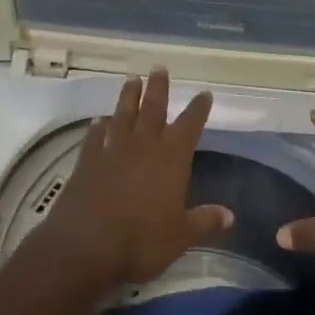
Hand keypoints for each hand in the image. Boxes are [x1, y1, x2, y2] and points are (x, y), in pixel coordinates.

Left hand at [36, 68, 234, 286]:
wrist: (84, 247)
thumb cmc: (140, 241)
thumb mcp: (180, 236)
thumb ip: (204, 221)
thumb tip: (230, 215)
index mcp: (171, 159)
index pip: (189, 126)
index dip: (198, 109)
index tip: (204, 94)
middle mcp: (142, 147)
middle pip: (153, 109)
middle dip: (158, 88)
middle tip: (159, 67)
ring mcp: (111, 151)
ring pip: (123, 115)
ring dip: (128, 97)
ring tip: (131, 79)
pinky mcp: (86, 162)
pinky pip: (94, 137)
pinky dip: (98, 127)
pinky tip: (99, 121)